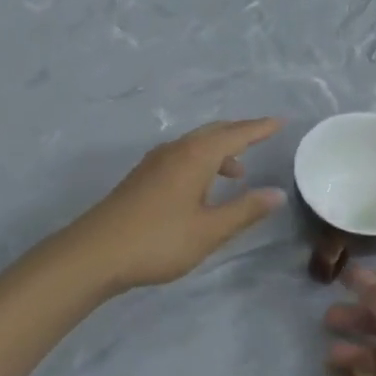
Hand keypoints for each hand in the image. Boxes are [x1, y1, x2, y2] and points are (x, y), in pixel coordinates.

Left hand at [70, 119, 286, 291]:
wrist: (94, 253)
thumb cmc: (158, 241)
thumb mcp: (209, 230)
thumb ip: (245, 210)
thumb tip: (277, 193)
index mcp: (195, 156)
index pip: (236, 134)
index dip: (259, 128)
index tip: (281, 122)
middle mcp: (175, 150)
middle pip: (213, 132)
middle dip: (239, 133)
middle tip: (262, 137)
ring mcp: (154, 162)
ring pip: (195, 144)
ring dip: (219, 151)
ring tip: (237, 173)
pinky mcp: (142, 177)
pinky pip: (181, 156)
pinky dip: (201, 161)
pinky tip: (202, 187)